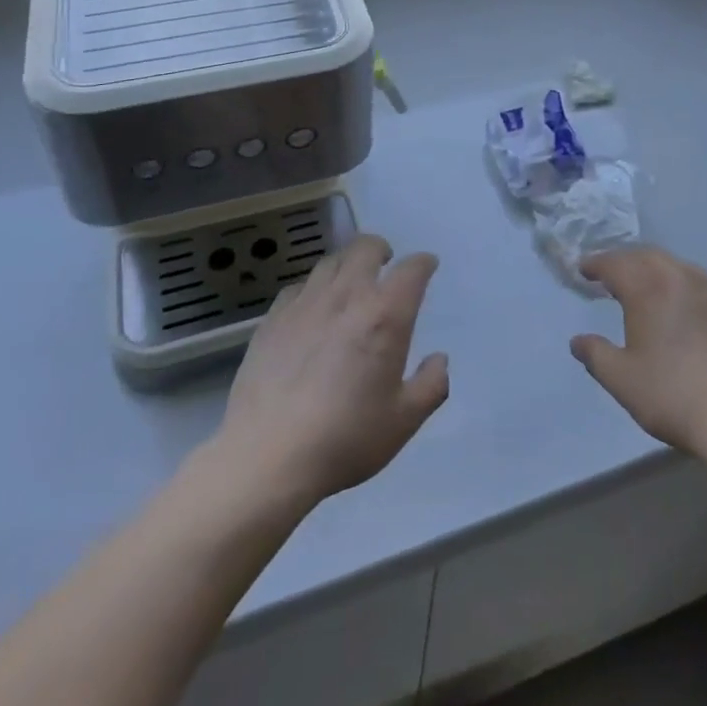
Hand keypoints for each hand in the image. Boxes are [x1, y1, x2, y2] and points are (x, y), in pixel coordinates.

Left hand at [218, 234, 447, 506]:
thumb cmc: (345, 438)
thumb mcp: (404, 421)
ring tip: (350, 283)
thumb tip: (439, 360)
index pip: (412, 270)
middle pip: (366, 247)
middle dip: (381, 250)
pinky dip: (312, 289)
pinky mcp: (272, 319)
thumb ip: (431, 385)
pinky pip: (298, 287)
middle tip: (385, 265)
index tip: (428, 267)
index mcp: (385, 315)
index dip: (423, 263)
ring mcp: (305, 304)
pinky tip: (311, 310)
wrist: (267, 457)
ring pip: (330, 262)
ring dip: (347, 265)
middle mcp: (347, 296)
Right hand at [571, 246, 706, 462]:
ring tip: (648, 289)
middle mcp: (682, 277)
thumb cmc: (674, 397)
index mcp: (649, 288)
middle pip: (647, 256)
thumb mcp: (622, 381)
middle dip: (626, 261)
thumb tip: (578, 341)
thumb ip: (596, 355)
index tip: (584, 270)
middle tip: (612, 275)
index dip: (596, 264)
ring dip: (657, 271)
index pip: (615, 264)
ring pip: (679, 267)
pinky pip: (705, 287)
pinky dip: (685, 290)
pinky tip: (687, 313)